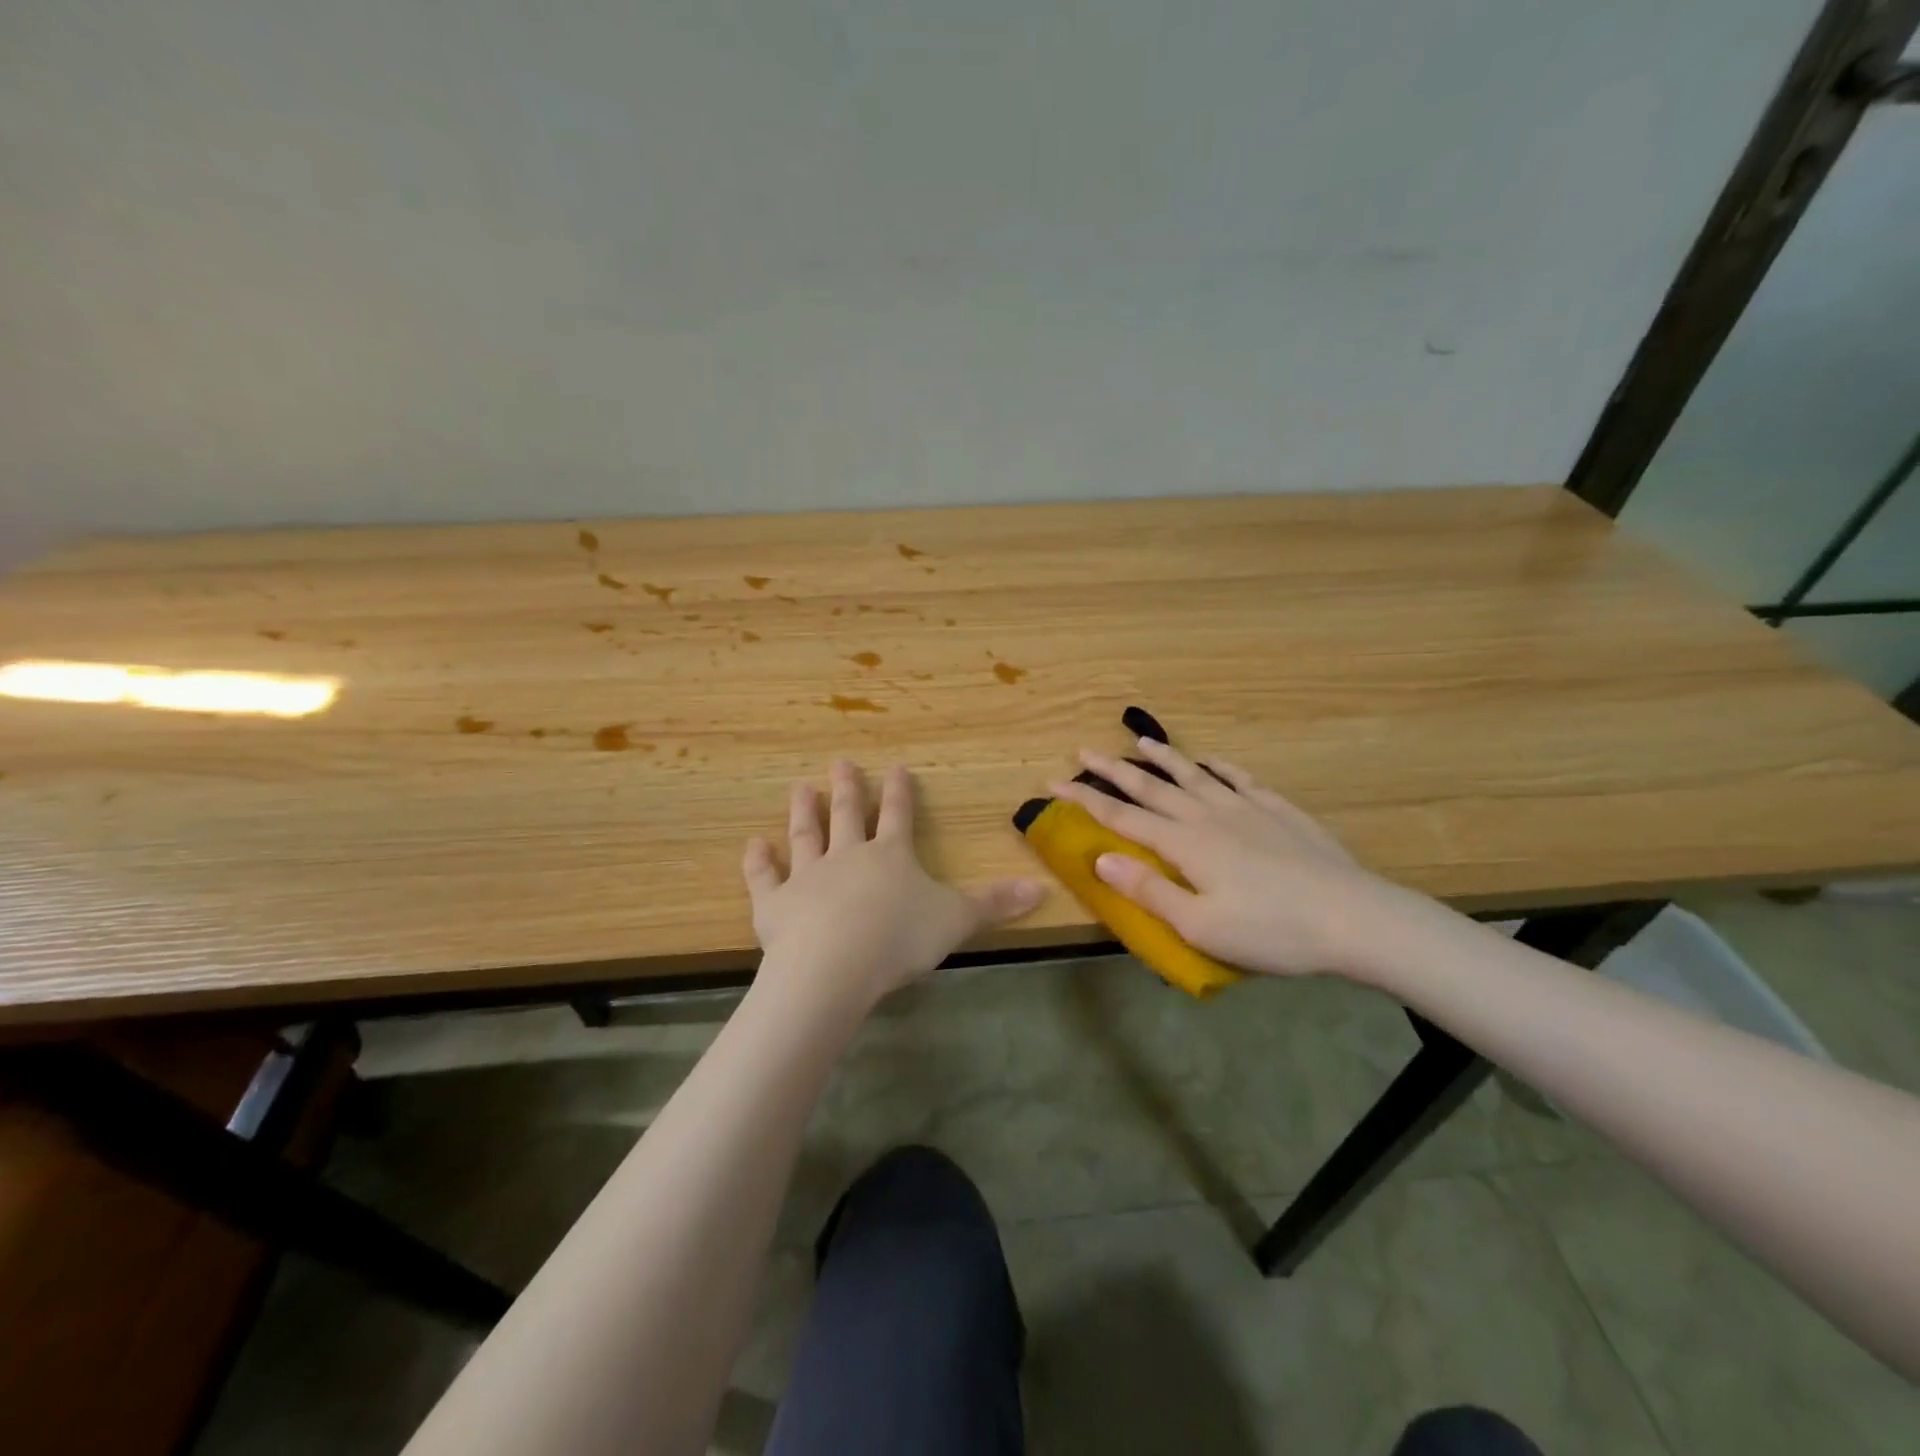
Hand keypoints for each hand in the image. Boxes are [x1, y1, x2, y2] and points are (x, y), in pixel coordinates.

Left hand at [743, 760, 1044, 1008]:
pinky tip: (753, 844)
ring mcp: (807, 877)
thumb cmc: (899, 938)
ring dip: (803, 812)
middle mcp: (847, 856)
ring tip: (800, 787)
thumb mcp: (956, 920)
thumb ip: (995, 904)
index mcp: (891, 856)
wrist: (834, 965)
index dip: (900, 792)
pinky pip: (764, 877)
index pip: (899, 816)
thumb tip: (1043, 889)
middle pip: (848, 815)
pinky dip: (758, 861)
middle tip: (840, 762)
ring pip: (806, 836)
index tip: (896, 767)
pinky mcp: (774, 904)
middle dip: (848, 789)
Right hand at [1048, 738, 1412, 979]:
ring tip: (1141, 742)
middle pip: (1152, 788)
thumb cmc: (1272, 931)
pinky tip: (1212, 761)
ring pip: (1194, 775)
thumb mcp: (1201, 926)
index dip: (1085, 801)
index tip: (1054, 783)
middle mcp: (1208, 816)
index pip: (1122, 817)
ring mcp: (1246, 808)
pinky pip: (1240, 779)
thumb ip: (1149, 891)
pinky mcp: (1278, 810)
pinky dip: (1220, 767)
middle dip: (1114, 771)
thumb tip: (1100, 859)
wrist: (1355, 918)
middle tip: (1084, 751)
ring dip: (1163, 758)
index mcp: (1184, 844)